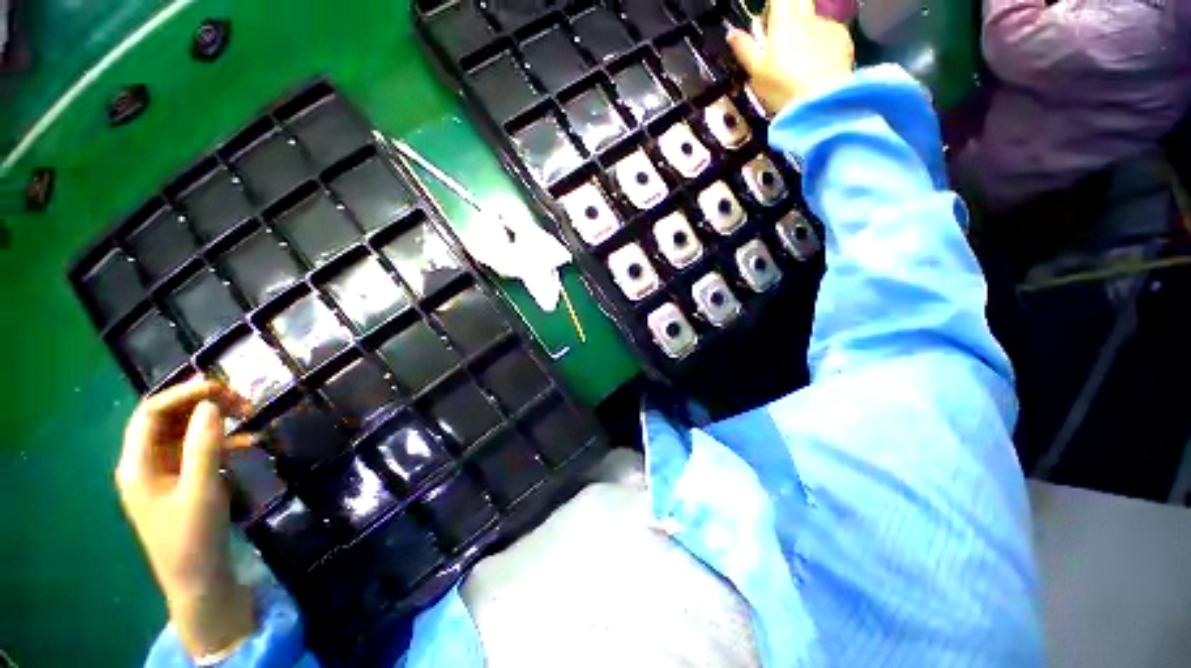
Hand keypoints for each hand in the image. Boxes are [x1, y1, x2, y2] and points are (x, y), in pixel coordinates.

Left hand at [116, 379, 255, 657]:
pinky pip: (198, 450)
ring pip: (185, 432)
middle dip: (203, 404)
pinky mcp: (181, 482)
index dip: (183, 394)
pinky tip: (248, 443)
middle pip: (168, 419)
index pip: (152, 413)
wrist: (199, 580)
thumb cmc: (193, 537)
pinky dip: (222, 441)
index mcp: (137, 465)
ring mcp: (163, 473)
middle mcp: (145, 463)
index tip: (222, 387)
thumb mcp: (201, 490)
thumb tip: (212, 403)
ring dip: (215, 420)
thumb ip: (204, 445)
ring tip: (249, 415)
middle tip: (241, 400)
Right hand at [727, 0, 854, 114]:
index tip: (768, 21)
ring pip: (812, 23)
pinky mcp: (842, 37)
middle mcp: (806, 16)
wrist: (819, 102)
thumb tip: (732, 33)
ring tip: (801, 64)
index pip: (778, 0)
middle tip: (783, 44)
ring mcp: (826, 25)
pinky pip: (829, 35)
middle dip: (789, 18)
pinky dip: (822, 46)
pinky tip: (817, 67)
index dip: (772, 8)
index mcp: (783, 21)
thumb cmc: (783, 88)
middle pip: (797, 6)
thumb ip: (745, 49)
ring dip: (806, 36)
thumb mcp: (756, 73)